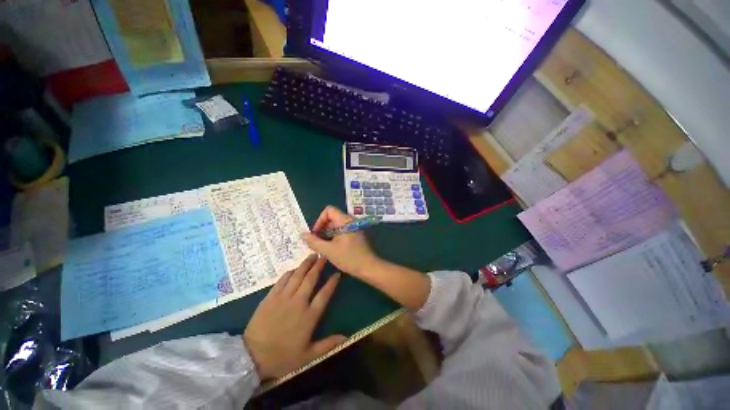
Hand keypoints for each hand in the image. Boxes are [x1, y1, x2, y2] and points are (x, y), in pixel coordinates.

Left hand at [243, 254, 345, 380]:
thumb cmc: (282, 357)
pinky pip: (282, 280)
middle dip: (319, 266)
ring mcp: (283, 298)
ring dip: (305, 264)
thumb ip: (328, 345)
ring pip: (297, 276)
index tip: (337, 273)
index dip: (332, 282)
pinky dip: (290, 272)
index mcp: (309, 316)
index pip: (324, 294)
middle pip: (311, 279)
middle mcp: (298, 302)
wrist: (251, 357)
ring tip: (312, 256)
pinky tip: (294, 268)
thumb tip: (346, 338)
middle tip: (324, 256)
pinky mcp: (271, 297)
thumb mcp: (307, 356)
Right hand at [301, 206, 379, 276]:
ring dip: (327, 233)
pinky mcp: (355, 234)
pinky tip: (331, 248)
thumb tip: (302, 234)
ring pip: (336, 225)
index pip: (328, 210)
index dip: (320, 220)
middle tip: (317, 242)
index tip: (316, 233)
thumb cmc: (349, 258)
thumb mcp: (329, 250)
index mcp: (345, 220)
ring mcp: (354, 227)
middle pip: (332, 217)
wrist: (369, 267)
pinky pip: (342, 230)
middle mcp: (350, 220)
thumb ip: (314, 242)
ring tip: (323, 246)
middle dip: (322, 228)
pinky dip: (334, 236)